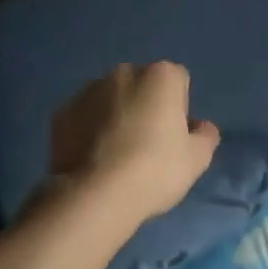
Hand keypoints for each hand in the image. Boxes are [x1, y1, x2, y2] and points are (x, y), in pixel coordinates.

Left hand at [48, 62, 220, 222]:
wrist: (95, 195)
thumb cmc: (155, 170)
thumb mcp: (197, 159)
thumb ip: (206, 136)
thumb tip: (201, 127)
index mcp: (161, 75)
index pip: (178, 82)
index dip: (179, 108)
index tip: (174, 137)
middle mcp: (124, 72)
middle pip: (142, 86)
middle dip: (145, 107)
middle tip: (146, 146)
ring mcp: (88, 91)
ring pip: (110, 99)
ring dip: (115, 116)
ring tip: (115, 156)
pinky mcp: (61, 113)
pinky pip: (84, 118)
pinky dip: (88, 130)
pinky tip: (93, 160)